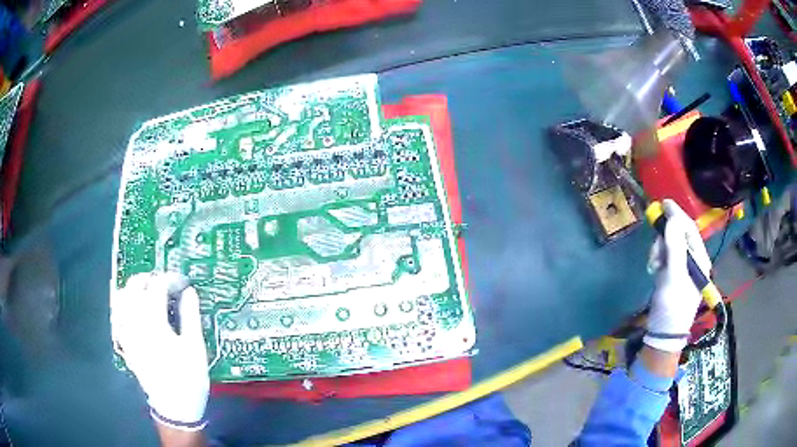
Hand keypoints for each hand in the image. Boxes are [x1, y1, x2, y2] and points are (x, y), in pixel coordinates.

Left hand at [111, 272, 209, 431]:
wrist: (174, 408)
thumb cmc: (188, 379)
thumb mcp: (195, 348)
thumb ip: (190, 316)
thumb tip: (189, 292)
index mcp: (154, 323)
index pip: (157, 287)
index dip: (170, 279)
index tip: (182, 282)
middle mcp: (135, 324)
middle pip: (134, 287)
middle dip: (149, 278)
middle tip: (164, 283)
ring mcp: (127, 334)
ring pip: (122, 299)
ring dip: (134, 289)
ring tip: (147, 291)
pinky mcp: (125, 344)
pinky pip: (117, 317)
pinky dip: (123, 306)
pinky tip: (132, 309)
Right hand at [644, 199, 711, 352]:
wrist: (663, 335)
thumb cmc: (672, 307)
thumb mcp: (674, 277)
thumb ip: (674, 248)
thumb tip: (672, 219)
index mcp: (699, 259)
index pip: (689, 229)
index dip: (677, 214)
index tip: (663, 202)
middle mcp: (693, 261)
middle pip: (678, 236)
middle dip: (665, 239)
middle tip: (655, 249)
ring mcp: (682, 268)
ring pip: (669, 246)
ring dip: (659, 251)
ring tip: (653, 266)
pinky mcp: (672, 275)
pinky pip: (664, 257)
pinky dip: (657, 259)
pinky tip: (654, 269)